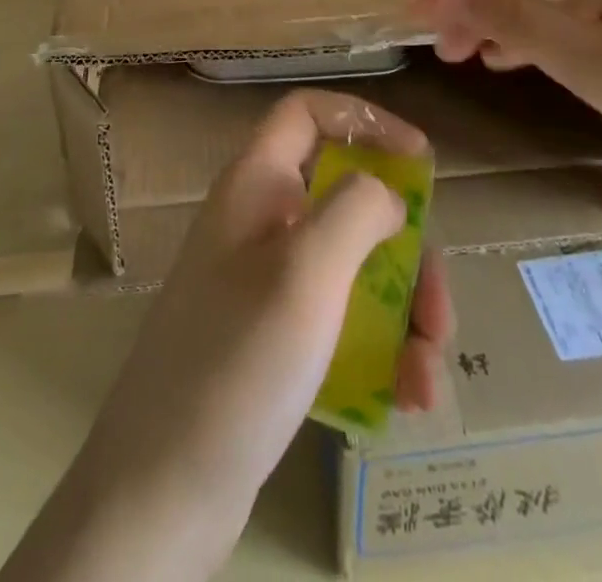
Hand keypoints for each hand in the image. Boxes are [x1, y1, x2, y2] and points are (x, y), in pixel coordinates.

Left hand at [4, 89, 452, 581]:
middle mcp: (259, 221)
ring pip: (352, 266)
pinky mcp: (272, 338)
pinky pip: (339, 320)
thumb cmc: (237, 361)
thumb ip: (354, 210)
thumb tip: (386, 192)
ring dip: (402, 311)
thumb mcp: (306, 272)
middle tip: (439, 309)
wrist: (162, 488)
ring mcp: (263, 281)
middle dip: (405, 248)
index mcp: (256, 184)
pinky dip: (379, 349)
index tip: (420, 160)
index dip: (365, 121)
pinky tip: (405, 396)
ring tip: (428, 374)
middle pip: (346, 198)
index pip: (307, 114)